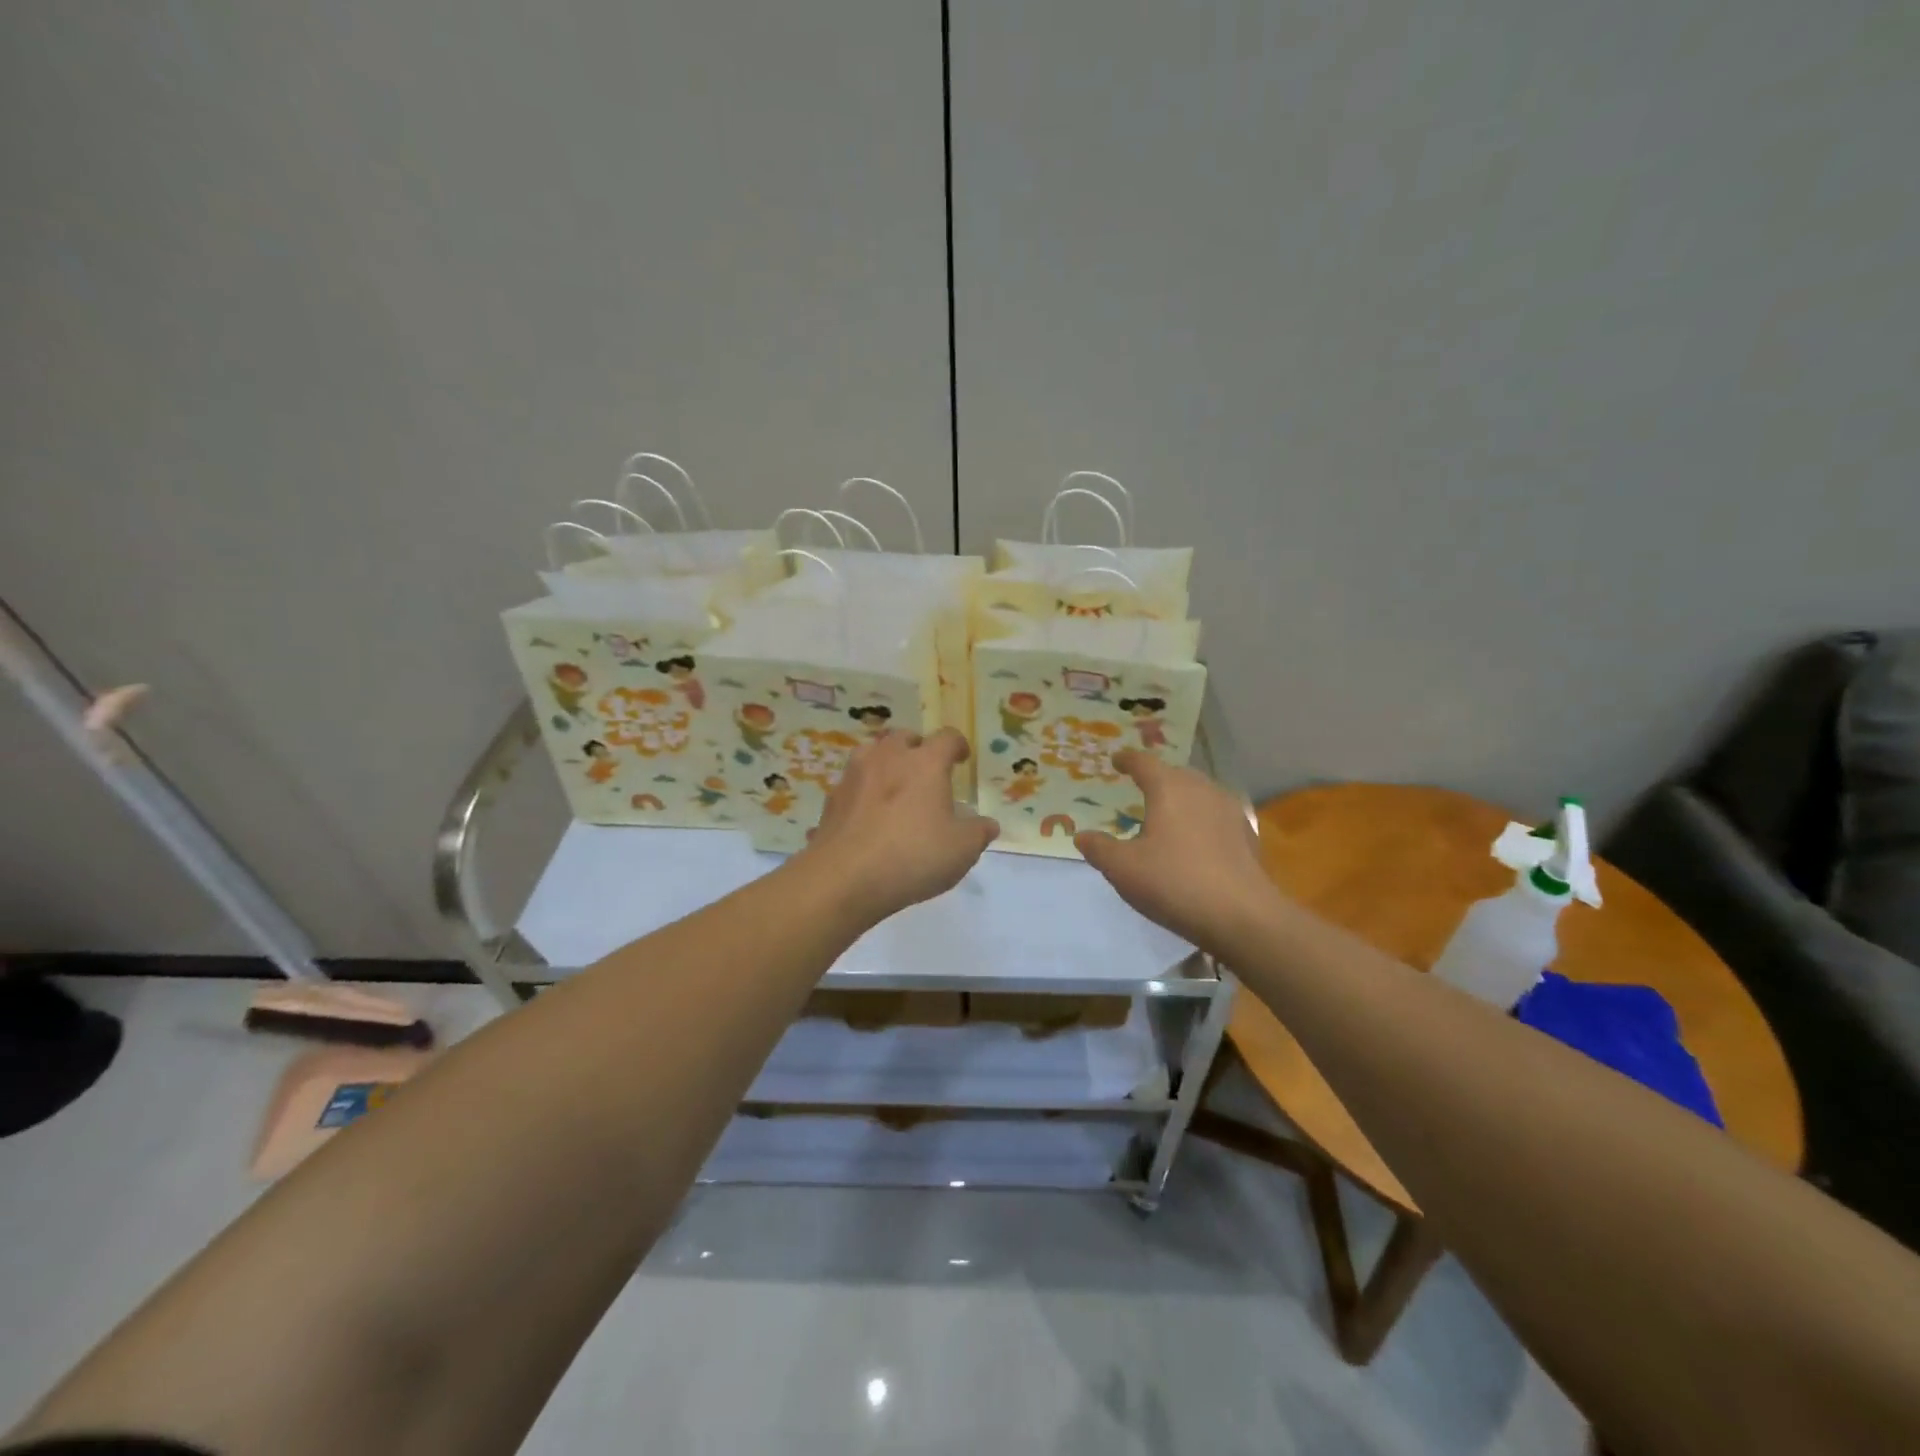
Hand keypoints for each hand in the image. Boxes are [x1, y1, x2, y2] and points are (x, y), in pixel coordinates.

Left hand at [801, 728, 998, 923]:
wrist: (845, 878)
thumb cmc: (913, 856)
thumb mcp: (961, 850)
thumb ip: (978, 832)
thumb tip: (987, 824)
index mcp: (925, 763)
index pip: (946, 738)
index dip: (957, 745)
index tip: (961, 758)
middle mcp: (888, 758)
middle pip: (904, 737)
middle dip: (917, 749)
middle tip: (926, 771)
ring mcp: (854, 776)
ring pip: (871, 753)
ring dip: (885, 762)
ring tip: (893, 786)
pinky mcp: (832, 799)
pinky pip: (852, 784)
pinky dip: (863, 791)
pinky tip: (868, 814)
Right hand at [1075, 749, 1278, 949]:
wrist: (1242, 916)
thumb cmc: (1174, 882)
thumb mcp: (1123, 869)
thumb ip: (1099, 848)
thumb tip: (1082, 836)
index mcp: (1169, 788)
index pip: (1144, 762)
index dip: (1127, 760)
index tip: (1116, 760)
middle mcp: (1202, 789)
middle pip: (1175, 774)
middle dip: (1156, 778)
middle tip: (1139, 789)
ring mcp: (1229, 810)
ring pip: (1199, 793)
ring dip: (1181, 798)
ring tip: (1167, 815)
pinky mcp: (1246, 834)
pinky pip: (1216, 815)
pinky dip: (1200, 820)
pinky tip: (1195, 842)